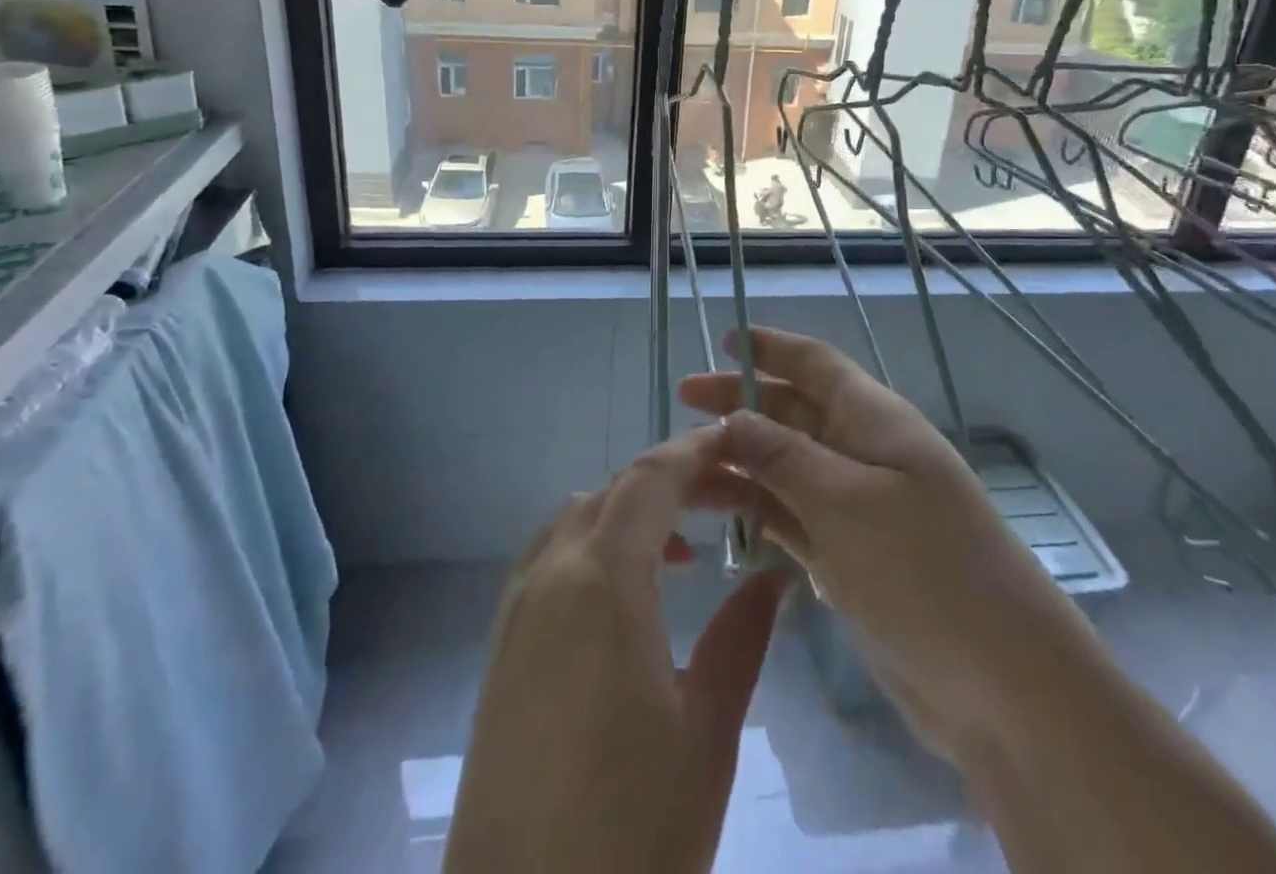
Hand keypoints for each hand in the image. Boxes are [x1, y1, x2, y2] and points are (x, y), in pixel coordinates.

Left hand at [443, 427, 788, 873]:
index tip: (738, 442)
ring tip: (683, 551)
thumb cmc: (630, 833)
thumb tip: (773, 574)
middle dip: (672, 481)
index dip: (696, 451)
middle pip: (615, 491)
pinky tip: (625, 599)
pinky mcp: (502, 644)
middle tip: (729, 500)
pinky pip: (552, 557)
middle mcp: (550, 573)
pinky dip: (595, 546)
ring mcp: (517, 607)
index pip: (652, 479)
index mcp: (601, 580)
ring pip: (579, 518)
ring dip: (631, 513)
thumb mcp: (705, 735)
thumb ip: (742, 637)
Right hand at [680, 326, 1091, 762]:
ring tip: (684, 470)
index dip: (770, 347)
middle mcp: (862, 453)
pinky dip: (756, 511)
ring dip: (739, 461)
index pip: (814, 364)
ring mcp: (855, 507)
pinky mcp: (849, 556)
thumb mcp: (846, 501)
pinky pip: (791, 517)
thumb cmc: (925, 570)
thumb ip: (783, 456)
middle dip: (740, 403)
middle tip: (683, 403)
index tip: (722, 340)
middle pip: (791, 411)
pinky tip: (718, 515)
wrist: (1004, 685)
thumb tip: (733, 418)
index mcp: (873, 419)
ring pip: (784, 466)